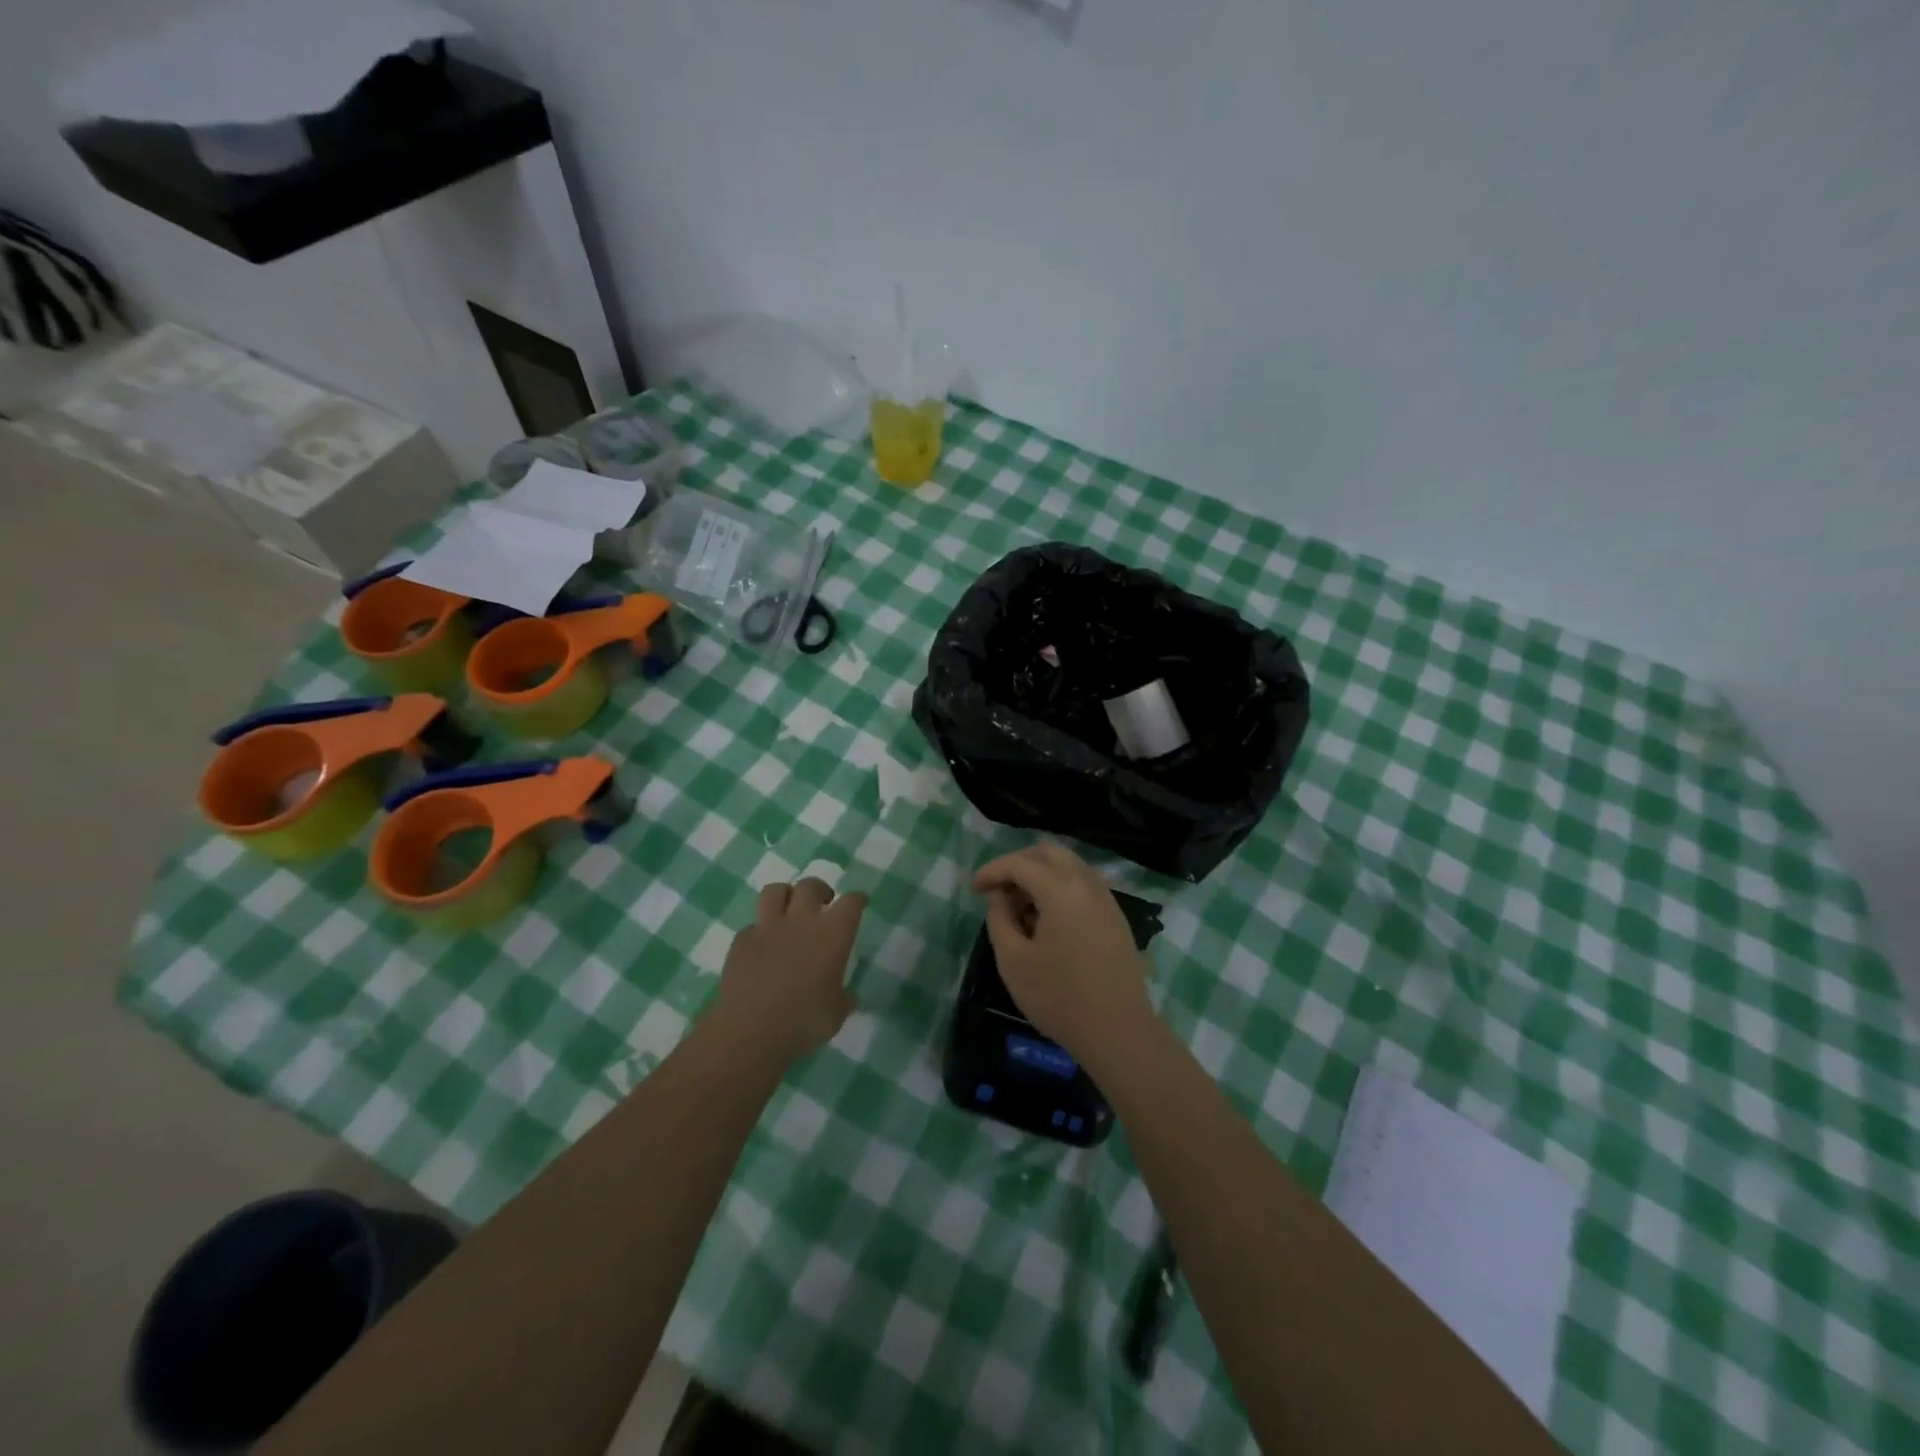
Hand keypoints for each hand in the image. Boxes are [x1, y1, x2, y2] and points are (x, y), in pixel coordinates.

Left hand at [711, 878, 866, 1064]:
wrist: (749, 1032)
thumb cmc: (802, 1023)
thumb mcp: (835, 1015)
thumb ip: (842, 999)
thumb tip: (846, 997)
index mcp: (832, 935)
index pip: (851, 903)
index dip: (857, 899)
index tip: (860, 902)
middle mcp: (801, 922)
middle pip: (811, 886)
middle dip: (820, 890)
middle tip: (824, 903)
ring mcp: (768, 928)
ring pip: (775, 891)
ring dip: (786, 896)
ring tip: (789, 911)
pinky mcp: (741, 941)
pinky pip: (753, 926)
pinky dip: (760, 932)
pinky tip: (763, 948)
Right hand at [971, 841, 1155, 1063]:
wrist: (1118, 1031)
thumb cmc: (1058, 997)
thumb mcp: (1013, 960)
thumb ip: (999, 919)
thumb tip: (1000, 897)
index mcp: (1061, 889)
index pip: (1019, 863)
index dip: (992, 871)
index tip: (974, 889)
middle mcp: (1087, 883)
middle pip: (1049, 853)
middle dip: (1019, 863)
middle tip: (999, 889)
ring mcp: (1106, 899)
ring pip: (1069, 866)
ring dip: (1041, 875)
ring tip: (1021, 907)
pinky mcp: (1115, 917)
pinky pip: (1083, 885)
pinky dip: (1060, 888)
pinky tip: (1047, 920)